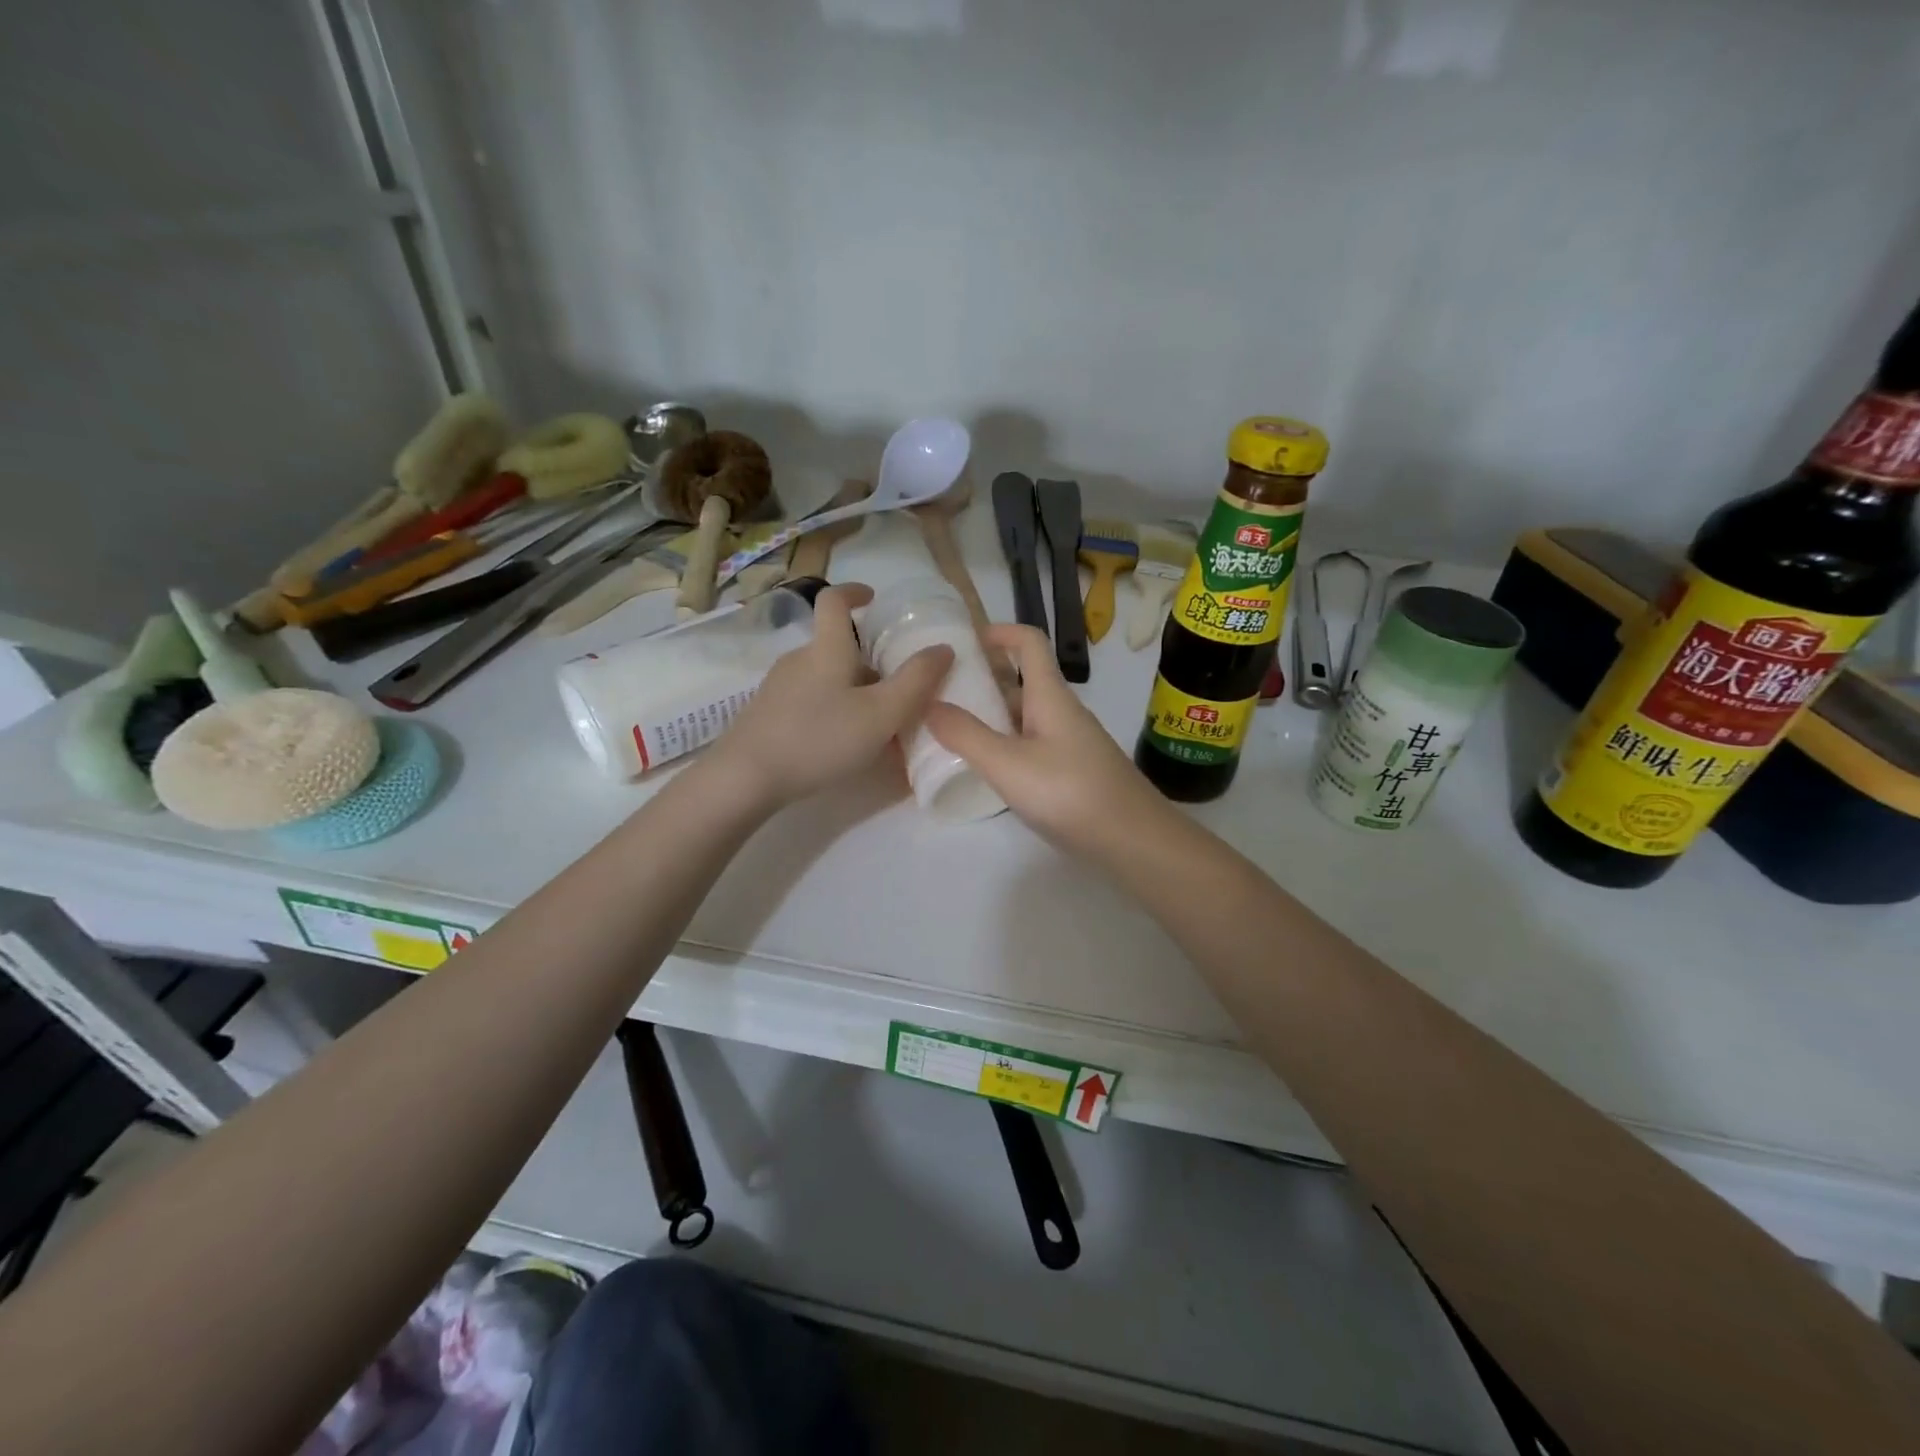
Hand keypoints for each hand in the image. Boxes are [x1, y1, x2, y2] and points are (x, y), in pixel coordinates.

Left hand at [712, 584, 953, 807]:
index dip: (854, 591)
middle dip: (869, 662)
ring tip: (876, 726)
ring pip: (825, 678)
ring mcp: (778, 688)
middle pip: (837, 648)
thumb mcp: (880, 714)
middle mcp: (799, 660)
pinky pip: (810, 702)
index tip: (873, 598)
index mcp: (826, 650)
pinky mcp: (767, 715)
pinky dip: (833, 712)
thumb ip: (916, 682)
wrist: (746, 778)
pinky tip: (843, 746)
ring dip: (853, 692)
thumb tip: (943, 648)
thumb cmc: (819, 738)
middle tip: (897, 690)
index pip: (834, 601)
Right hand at [926, 624, 1163, 852]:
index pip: (1029, 642)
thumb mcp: (1007, 764)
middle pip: (1023, 679)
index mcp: (1050, 696)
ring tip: (951, 729)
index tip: (963, 640)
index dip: (998, 631)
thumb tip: (928, 704)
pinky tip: (986, 768)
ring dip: (992, 714)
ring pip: (1026, 715)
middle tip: (940, 691)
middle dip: (984, 678)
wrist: (1134, 841)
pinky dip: (1006, 745)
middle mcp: (1062, 712)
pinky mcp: (1073, 772)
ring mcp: (1070, 743)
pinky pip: (1033, 744)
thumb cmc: (1069, 792)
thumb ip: (965, 735)